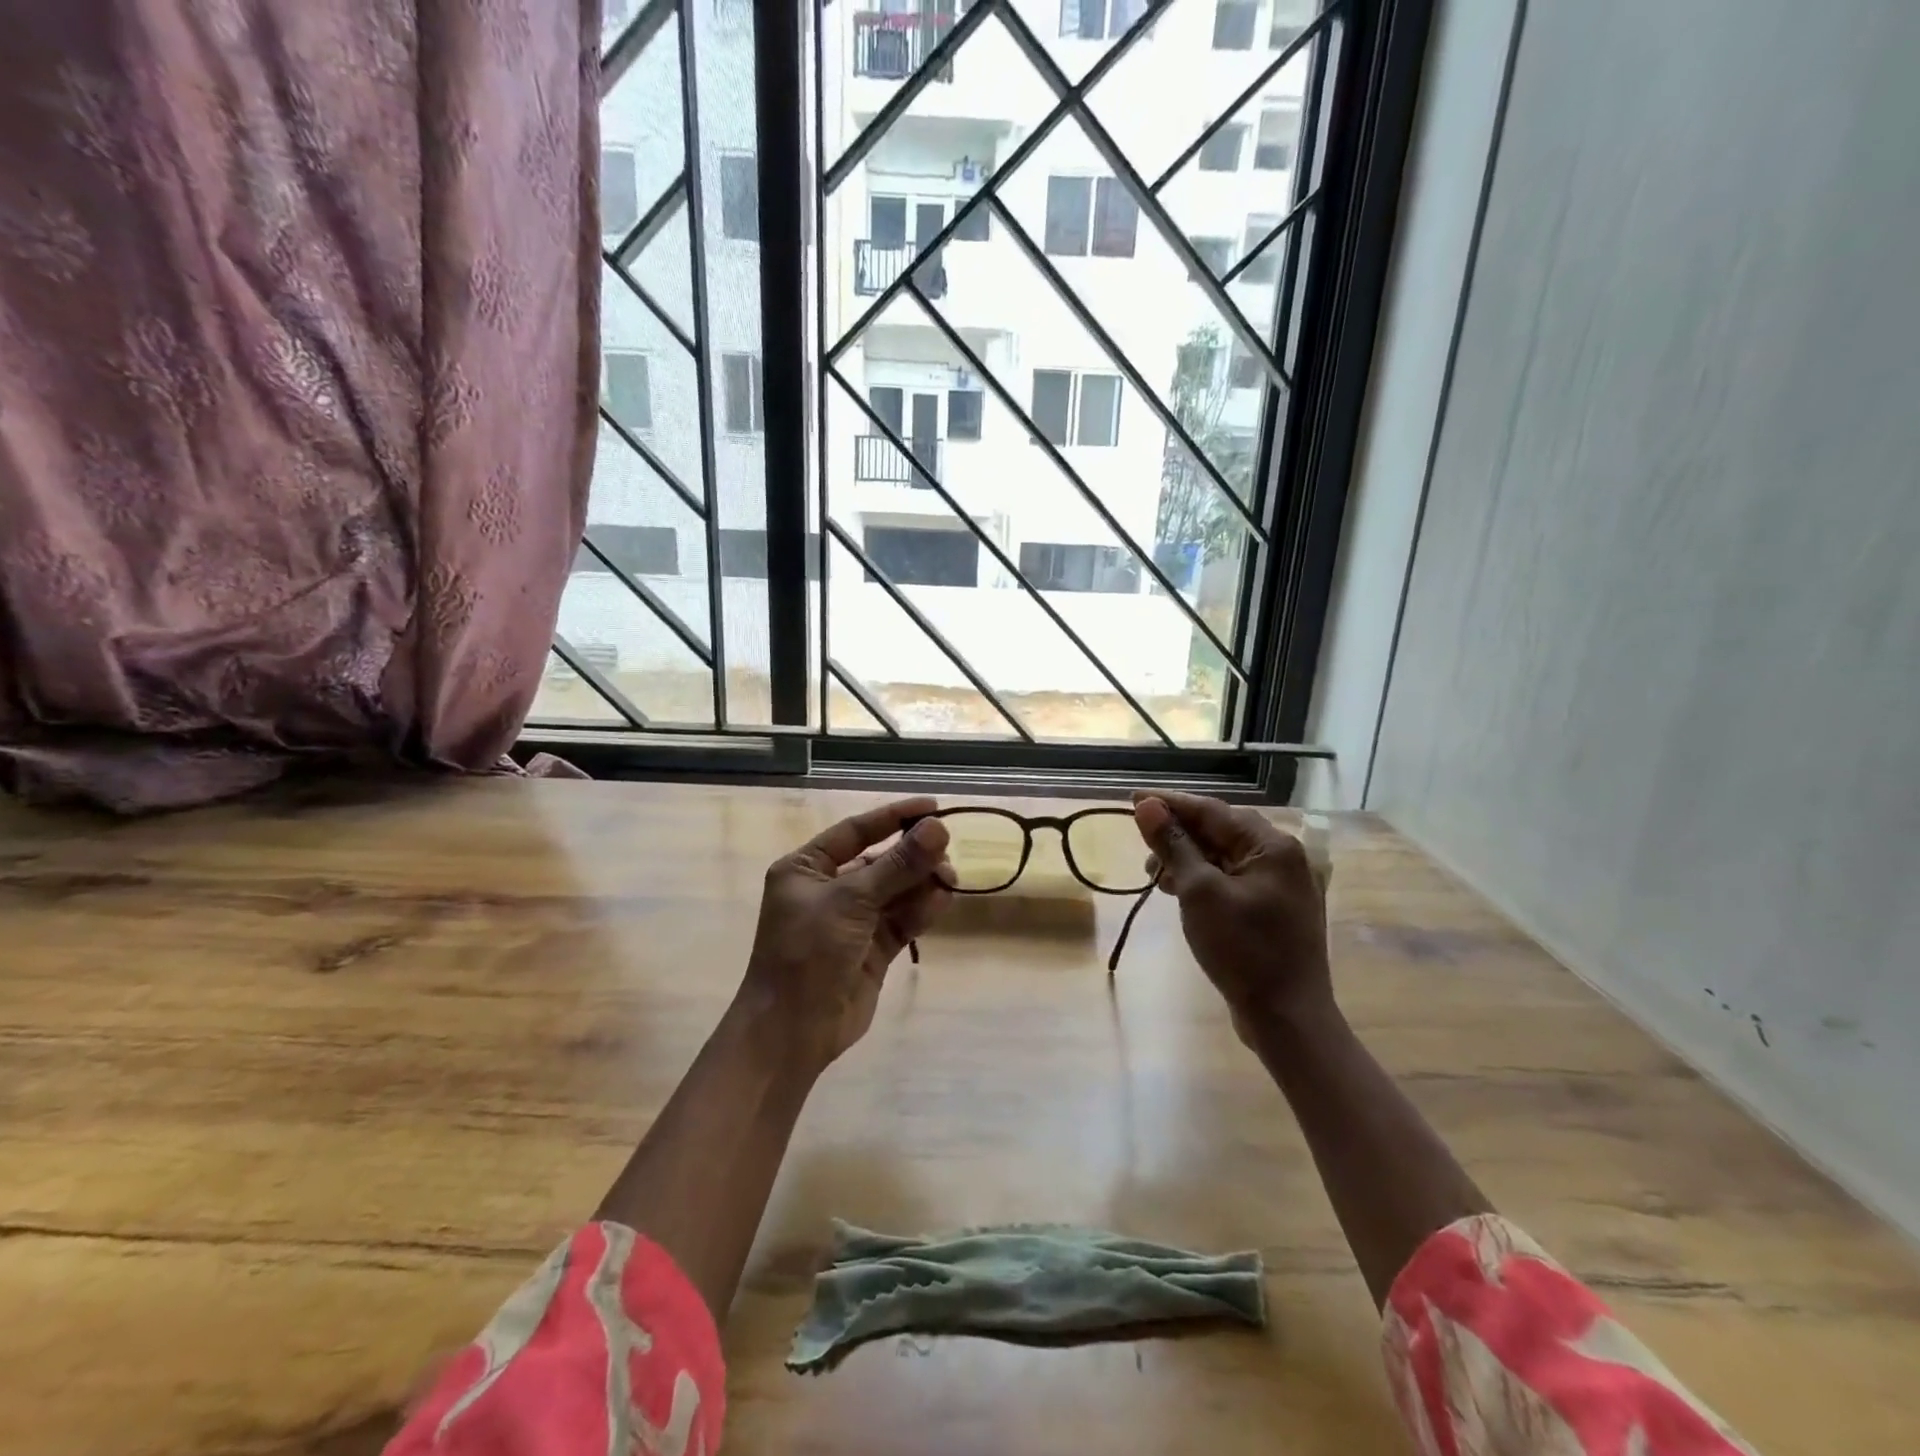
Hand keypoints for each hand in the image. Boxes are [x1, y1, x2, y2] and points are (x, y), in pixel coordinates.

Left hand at [737, 797, 953, 1074]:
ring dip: (922, 882)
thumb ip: (898, 864)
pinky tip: (942, 901)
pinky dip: (922, 909)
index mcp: (807, 868)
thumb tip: (938, 827)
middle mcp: (829, 889)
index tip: (933, 807)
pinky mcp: (872, 949)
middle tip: (948, 851)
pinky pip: (902, 919)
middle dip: (914, 856)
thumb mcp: (852, 900)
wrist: (792, 1032)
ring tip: (950, 879)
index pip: (856, 831)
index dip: (894, 817)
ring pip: (896, 890)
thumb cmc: (809, 952)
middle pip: (881, 860)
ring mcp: (852, 920)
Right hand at [1131, 790, 1332, 1045]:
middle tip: (1141, 843)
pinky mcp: (1272, 911)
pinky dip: (1202, 880)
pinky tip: (1178, 890)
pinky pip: (1231, 880)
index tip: (1132, 799)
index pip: (1212, 810)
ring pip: (1223, 857)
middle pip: (1219, 831)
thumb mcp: (1199, 892)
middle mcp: (1281, 857)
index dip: (1169, 804)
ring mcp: (1280, 886)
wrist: (1288, 1018)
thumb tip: (1146, 806)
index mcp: (1271, 846)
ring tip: (1154, 873)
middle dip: (1177, 834)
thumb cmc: (1243, 950)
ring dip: (1187, 859)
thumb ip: (1173, 845)